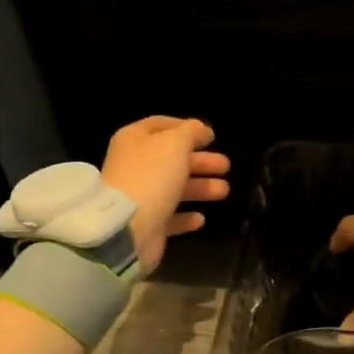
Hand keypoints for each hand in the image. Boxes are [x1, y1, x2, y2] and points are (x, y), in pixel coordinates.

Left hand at [101, 118, 229, 274]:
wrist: (127, 227)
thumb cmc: (152, 175)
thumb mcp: (176, 142)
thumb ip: (191, 131)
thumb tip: (201, 129)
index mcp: (134, 140)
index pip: (160, 125)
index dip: (186, 127)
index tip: (210, 136)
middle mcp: (134, 165)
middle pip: (172, 158)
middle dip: (201, 161)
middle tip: (226, 166)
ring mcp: (138, 196)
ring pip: (174, 187)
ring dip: (200, 187)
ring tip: (224, 191)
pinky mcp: (145, 224)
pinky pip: (169, 217)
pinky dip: (185, 217)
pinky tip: (201, 219)